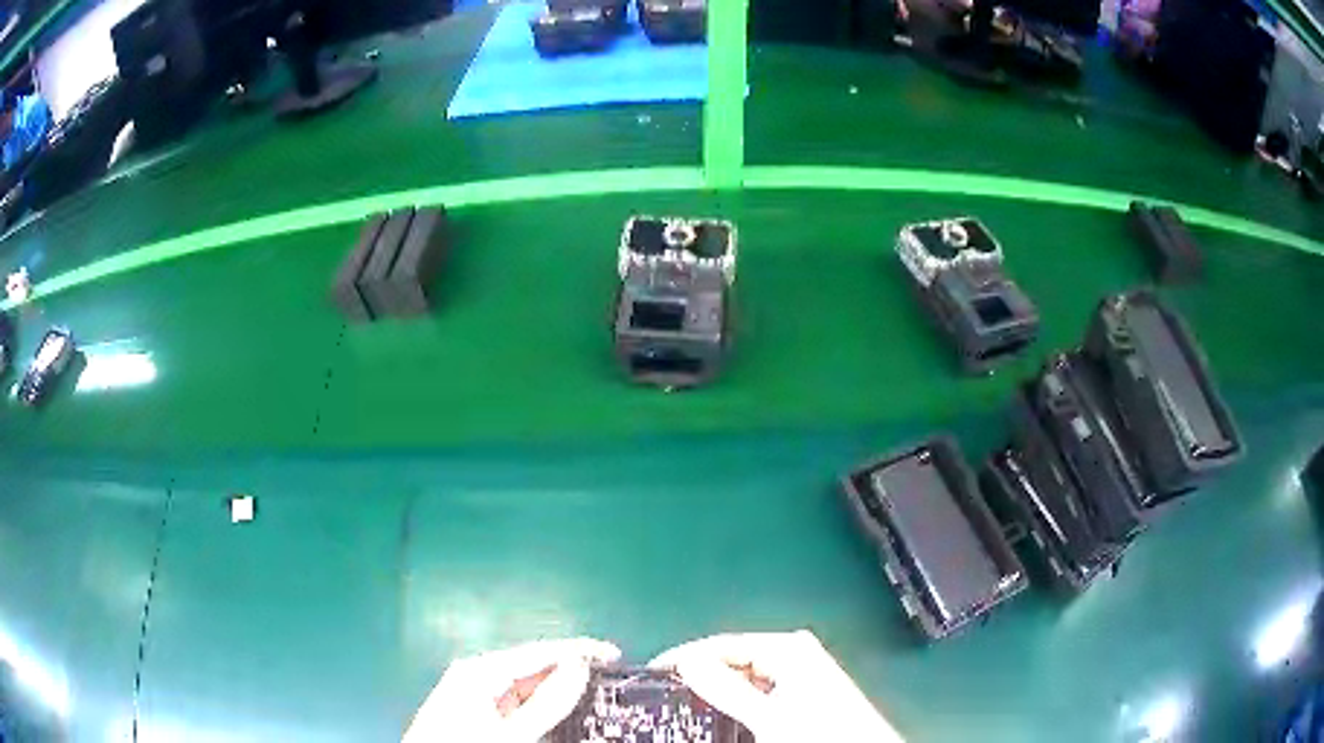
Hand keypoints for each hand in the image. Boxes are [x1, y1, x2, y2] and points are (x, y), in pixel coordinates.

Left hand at [402, 637, 620, 742]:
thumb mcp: (511, 733)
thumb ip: (546, 702)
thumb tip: (579, 665)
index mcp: (481, 670)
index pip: (540, 651)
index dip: (580, 650)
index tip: (616, 655)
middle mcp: (477, 673)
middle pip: (534, 666)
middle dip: (572, 670)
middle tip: (611, 680)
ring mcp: (475, 691)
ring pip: (526, 685)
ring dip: (559, 689)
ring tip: (595, 695)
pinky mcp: (476, 709)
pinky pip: (516, 701)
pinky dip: (542, 705)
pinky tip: (562, 712)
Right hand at [650, 630, 905, 742]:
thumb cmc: (818, 733)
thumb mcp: (768, 716)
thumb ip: (728, 689)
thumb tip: (687, 662)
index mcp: (789, 648)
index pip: (725, 643)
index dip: (688, 656)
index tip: (654, 672)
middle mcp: (796, 653)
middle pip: (736, 659)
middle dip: (704, 675)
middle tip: (667, 693)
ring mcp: (802, 672)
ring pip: (748, 677)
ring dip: (721, 690)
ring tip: (688, 705)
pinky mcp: (806, 692)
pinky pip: (762, 690)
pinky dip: (741, 701)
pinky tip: (725, 715)